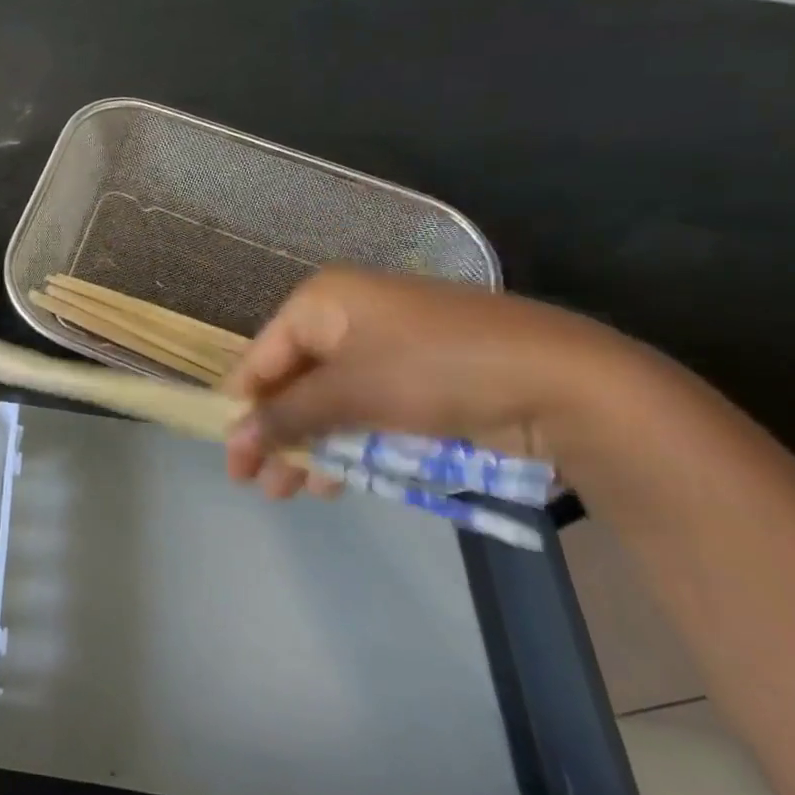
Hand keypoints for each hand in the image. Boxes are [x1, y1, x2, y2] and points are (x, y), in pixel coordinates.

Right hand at [225, 266, 660, 499]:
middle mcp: (348, 317)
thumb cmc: (434, 370)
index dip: (242, 407)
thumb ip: (287, 416)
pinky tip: (337, 480)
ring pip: (328, 401)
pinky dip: (348, 443)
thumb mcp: (351, 392)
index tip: (230, 455)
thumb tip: (234, 437)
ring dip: (309, 445)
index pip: (262, 356)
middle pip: (293, 380)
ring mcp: (386, 347)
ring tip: (294, 492)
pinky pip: (365, 410)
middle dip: (276, 433)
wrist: (563, 381)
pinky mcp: (419, 379)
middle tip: (259, 484)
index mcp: (323, 302)